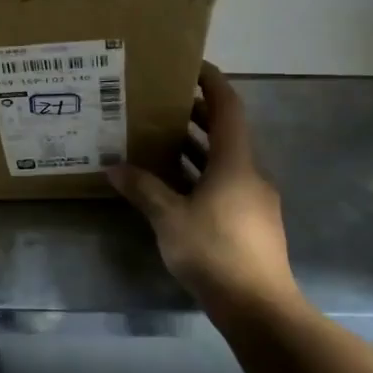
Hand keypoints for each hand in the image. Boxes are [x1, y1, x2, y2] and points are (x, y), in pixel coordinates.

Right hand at [107, 64, 293, 309]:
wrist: (257, 306)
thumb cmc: (214, 251)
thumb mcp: (169, 218)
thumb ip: (143, 189)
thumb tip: (114, 167)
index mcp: (235, 162)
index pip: (228, 107)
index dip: (212, 83)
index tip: (191, 66)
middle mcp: (250, 173)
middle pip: (226, 132)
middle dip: (196, 115)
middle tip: (161, 105)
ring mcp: (254, 199)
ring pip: (224, 161)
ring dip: (197, 148)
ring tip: (160, 141)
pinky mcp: (251, 222)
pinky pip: (225, 184)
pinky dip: (201, 175)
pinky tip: (175, 187)